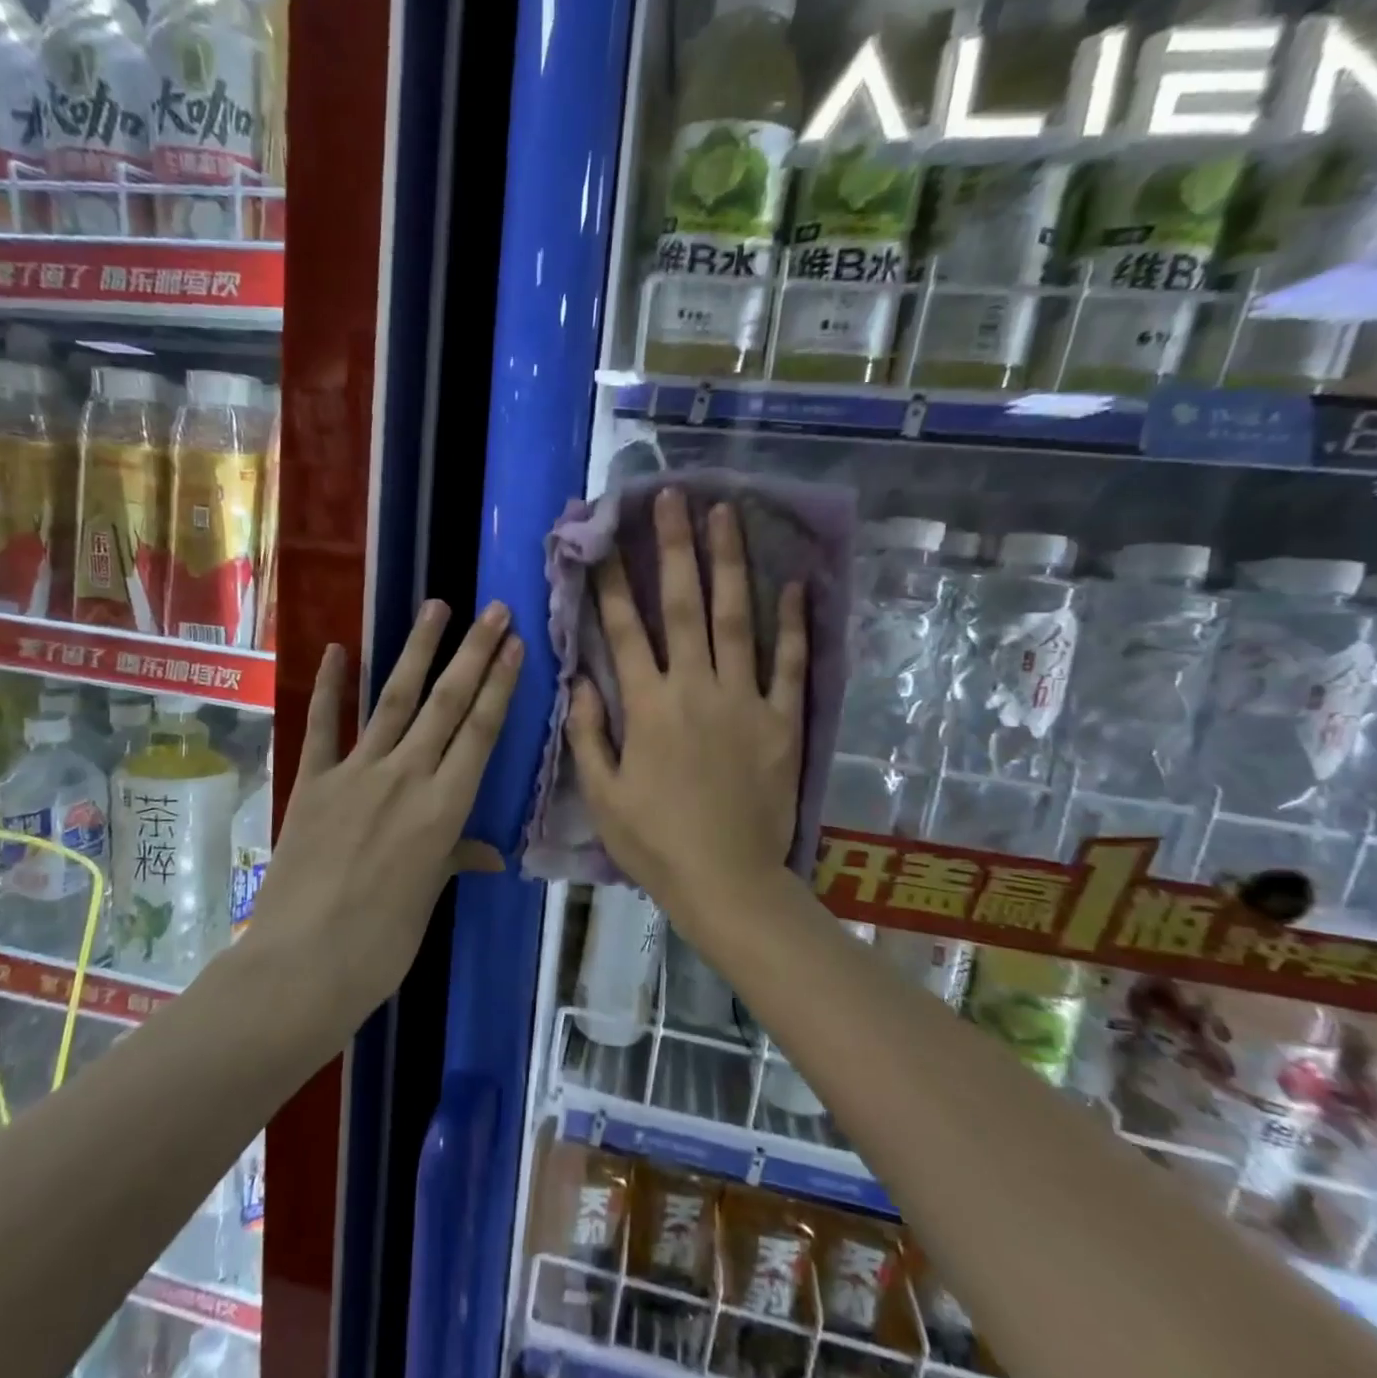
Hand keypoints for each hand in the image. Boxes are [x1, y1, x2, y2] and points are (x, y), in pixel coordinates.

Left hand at [251, 601, 522, 1018]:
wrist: (302, 965)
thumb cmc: (382, 943)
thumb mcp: (428, 897)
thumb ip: (455, 858)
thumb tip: (488, 852)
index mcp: (444, 808)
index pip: (481, 732)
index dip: (500, 685)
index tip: (515, 644)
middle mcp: (406, 777)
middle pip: (447, 704)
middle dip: (474, 653)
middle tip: (492, 609)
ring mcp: (356, 774)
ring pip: (393, 700)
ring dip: (417, 652)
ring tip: (436, 608)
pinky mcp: (313, 782)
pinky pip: (323, 726)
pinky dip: (328, 687)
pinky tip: (335, 649)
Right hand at [566, 489, 806, 924]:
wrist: (726, 880)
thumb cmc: (654, 842)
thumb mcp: (603, 794)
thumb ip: (589, 734)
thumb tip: (582, 681)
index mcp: (647, 706)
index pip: (623, 630)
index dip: (611, 581)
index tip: (603, 539)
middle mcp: (694, 688)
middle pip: (682, 606)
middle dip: (674, 547)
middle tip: (673, 497)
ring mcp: (744, 701)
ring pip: (736, 619)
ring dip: (729, 564)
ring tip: (726, 514)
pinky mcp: (782, 721)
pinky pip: (789, 664)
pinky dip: (793, 624)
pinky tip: (795, 583)